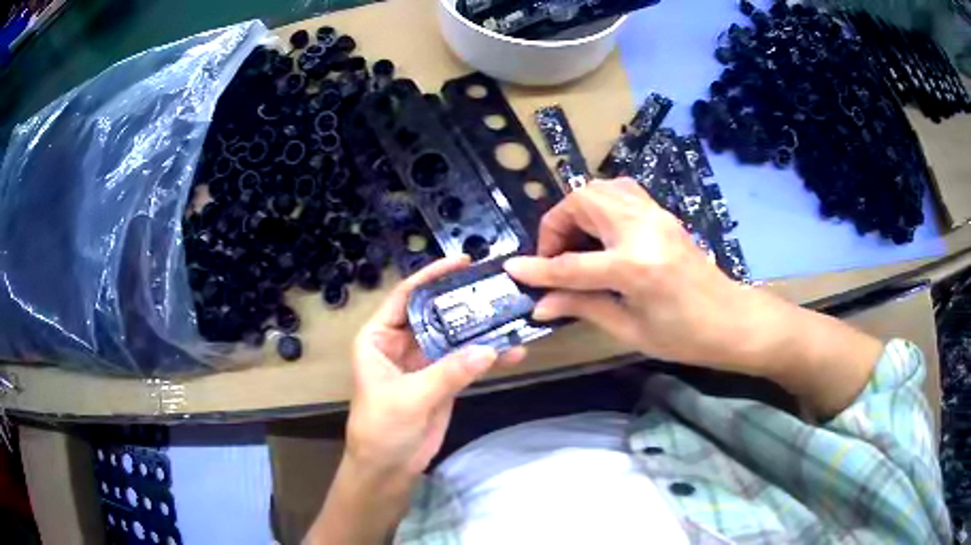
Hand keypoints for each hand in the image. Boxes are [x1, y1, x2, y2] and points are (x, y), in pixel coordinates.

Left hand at [347, 256, 525, 479]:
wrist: (388, 468)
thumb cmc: (381, 428)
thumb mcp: (409, 398)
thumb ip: (448, 373)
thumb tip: (490, 348)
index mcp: (379, 337)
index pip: (405, 297)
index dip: (431, 276)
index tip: (462, 262)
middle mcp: (401, 343)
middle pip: (435, 313)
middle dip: (463, 300)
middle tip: (496, 285)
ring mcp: (425, 362)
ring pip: (455, 337)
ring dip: (481, 329)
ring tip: (512, 314)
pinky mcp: (444, 381)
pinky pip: (467, 362)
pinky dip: (488, 357)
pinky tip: (512, 351)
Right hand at [504, 178, 774, 372]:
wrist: (731, 320)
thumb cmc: (684, 336)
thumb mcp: (630, 329)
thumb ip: (582, 307)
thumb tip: (540, 304)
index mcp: (635, 267)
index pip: (572, 264)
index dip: (538, 267)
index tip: (513, 269)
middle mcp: (643, 229)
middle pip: (583, 201)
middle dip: (557, 224)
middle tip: (554, 256)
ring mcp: (655, 215)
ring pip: (601, 187)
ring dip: (577, 209)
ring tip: (574, 243)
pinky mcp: (663, 212)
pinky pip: (621, 192)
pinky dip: (599, 204)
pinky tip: (599, 234)